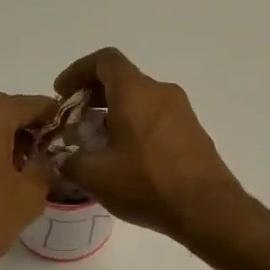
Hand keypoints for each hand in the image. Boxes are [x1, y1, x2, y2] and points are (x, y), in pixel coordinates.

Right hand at [54, 48, 247, 246]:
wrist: (207, 209)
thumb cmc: (147, 184)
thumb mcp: (96, 176)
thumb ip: (70, 162)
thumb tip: (62, 159)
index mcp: (135, 91)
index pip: (104, 61)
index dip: (77, 71)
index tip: (62, 93)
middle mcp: (161, 92)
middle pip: (122, 80)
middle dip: (93, 97)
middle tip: (75, 122)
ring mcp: (181, 111)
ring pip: (140, 100)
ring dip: (114, 114)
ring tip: (97, 144)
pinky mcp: (192, 132)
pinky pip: (156, 118)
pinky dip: (135, 126)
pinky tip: (126, 158)